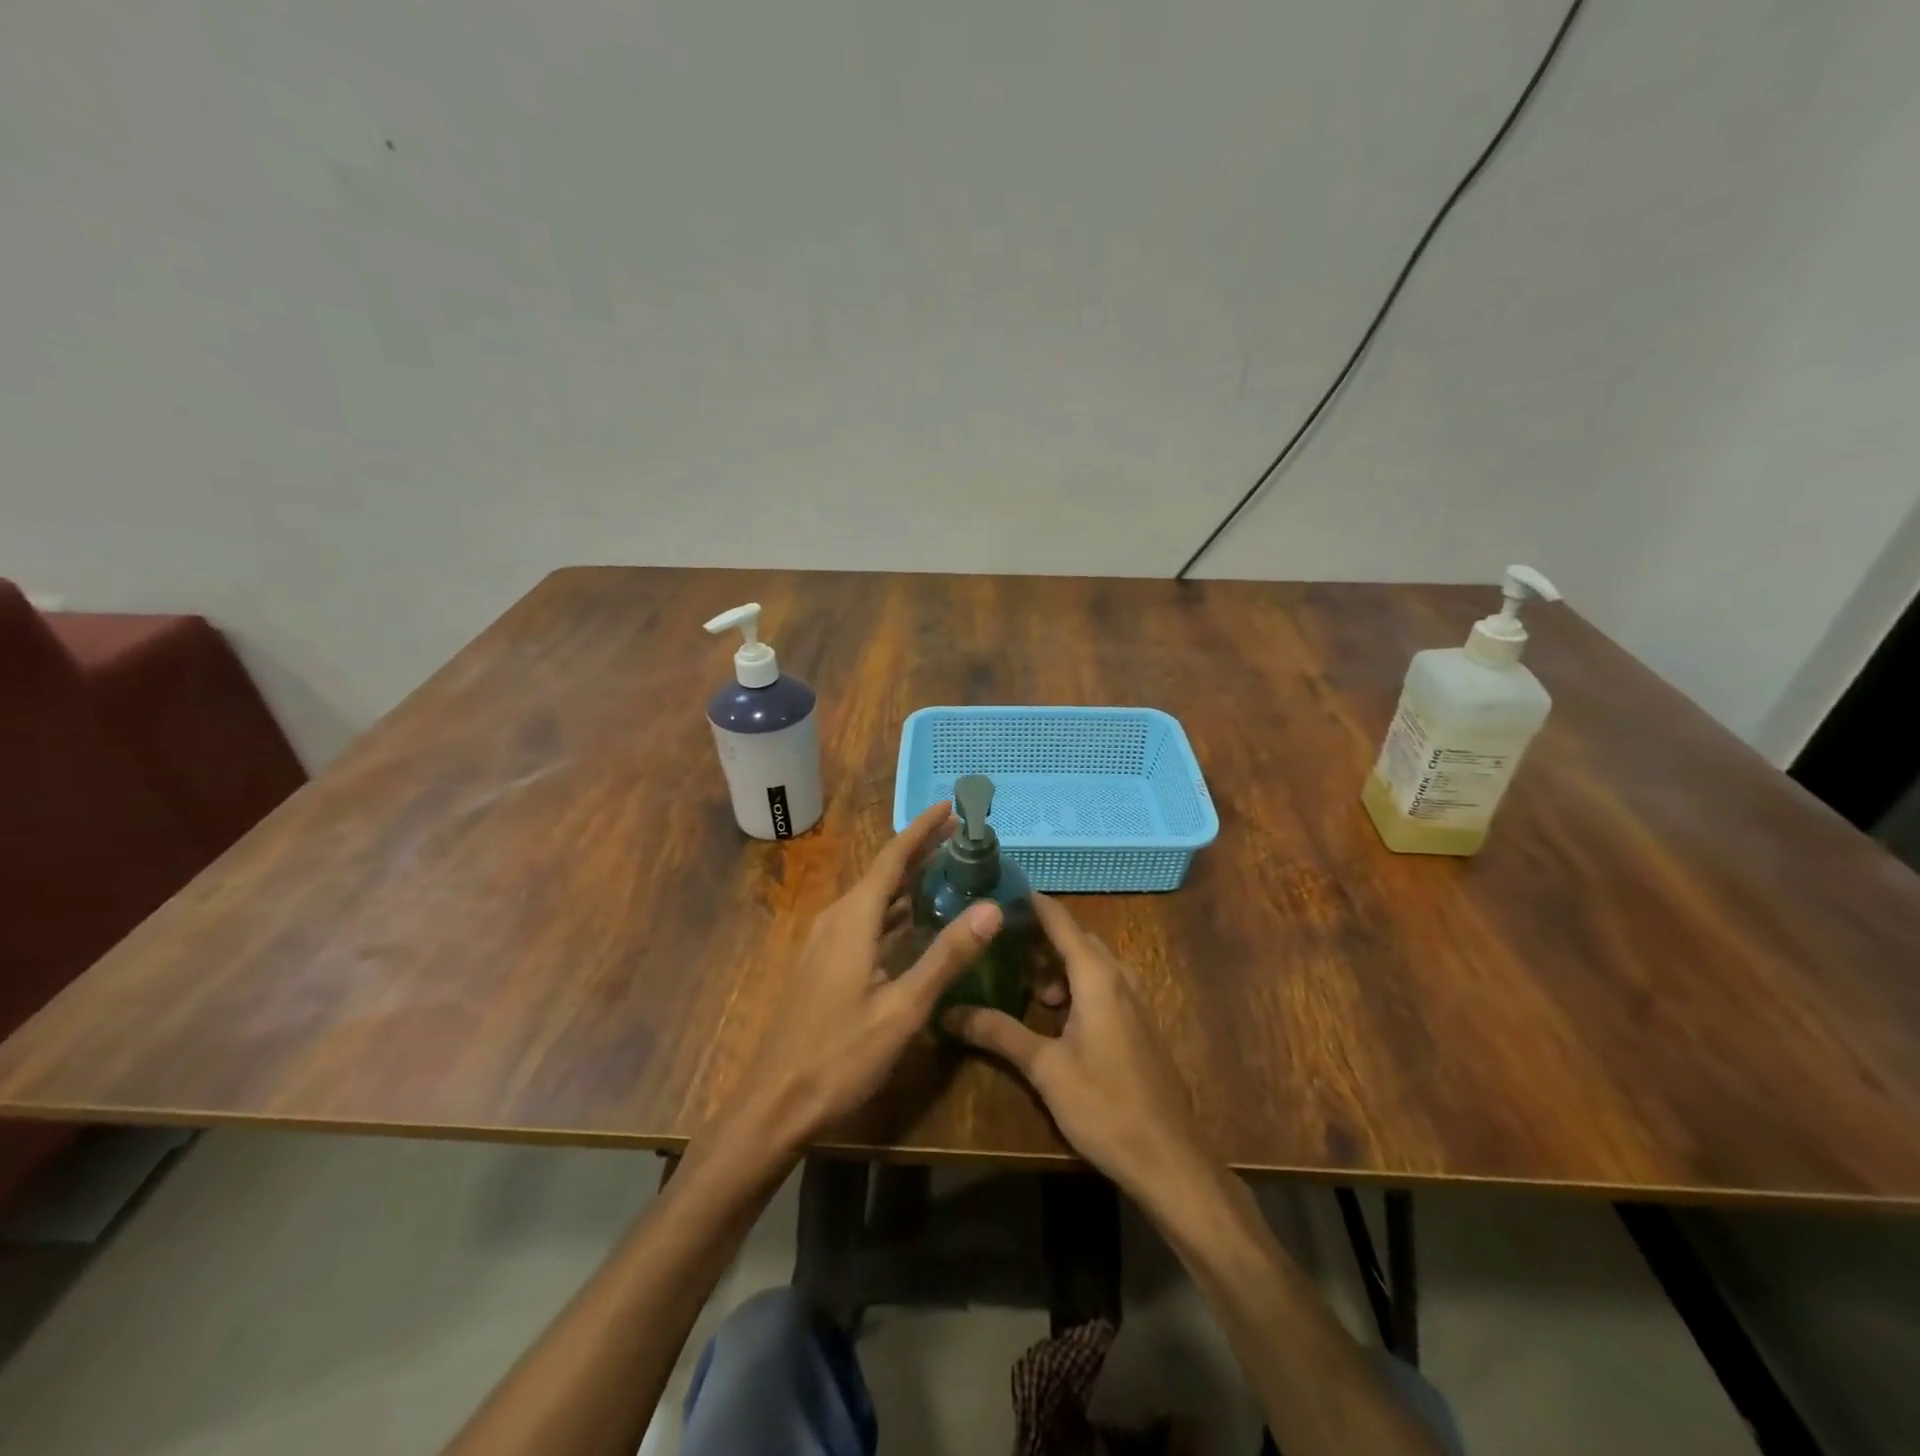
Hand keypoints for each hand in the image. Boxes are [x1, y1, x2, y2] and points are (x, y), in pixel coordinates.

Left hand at [714, 801, 1003, 1156]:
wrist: (775, 1103)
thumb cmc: (840, 1055)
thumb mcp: (903, 1009)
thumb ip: (946, 956)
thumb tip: (991, 908)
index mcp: (853, 919)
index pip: (892, 857)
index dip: (922, 829)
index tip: (950, 805)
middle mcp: (837, 919)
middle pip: (883, 872)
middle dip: (921, 851)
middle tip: (962, 837)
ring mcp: (826, 942)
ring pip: (873, 897)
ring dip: (908, 881)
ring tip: (947, 870)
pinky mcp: (824, 963)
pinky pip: (864, 920)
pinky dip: (894, 910)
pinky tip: (914, 921)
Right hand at [944, 895, 1205, 1199]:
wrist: (1168, 1158)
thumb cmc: (1104, 1106)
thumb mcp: (1044, 1068)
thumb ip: (999, 1032)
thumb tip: (949, 1012)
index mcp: (1097, 976)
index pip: (1059, 920)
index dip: (1030, 903)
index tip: (997, 890)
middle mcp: (1119, 977)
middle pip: (1075, 939)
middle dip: (1038, 937)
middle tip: (998, 943)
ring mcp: (1134, 1000)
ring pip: (1090, 964)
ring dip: (1057, 965)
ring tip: (1022, 984)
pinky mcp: (1139, 1023)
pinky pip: (1103, 985)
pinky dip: (1075, 985)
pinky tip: (1054, 1015)